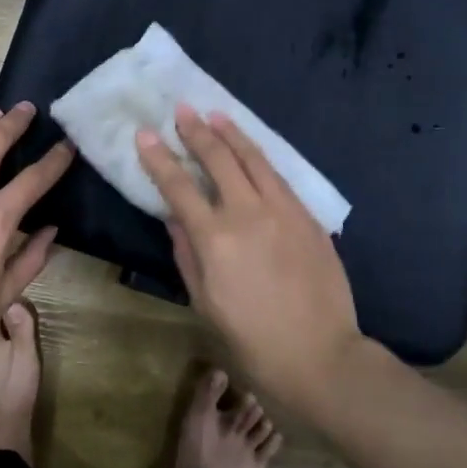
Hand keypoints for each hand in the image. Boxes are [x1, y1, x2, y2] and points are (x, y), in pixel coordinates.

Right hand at [136, 107, 363, 412]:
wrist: (321, 357)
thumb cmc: (252, 340)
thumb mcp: (204, 303)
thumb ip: (186, 255)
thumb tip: (175, 219)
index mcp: (214, 239)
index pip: (178, 187)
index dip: (159, 158)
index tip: (145, 134)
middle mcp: (248, 214)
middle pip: (218, 159)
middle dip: (196, 131)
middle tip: (182, 110)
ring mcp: (283, 211)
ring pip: (253, 159)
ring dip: (232, 133)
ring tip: (215, 115)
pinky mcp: (308, 217)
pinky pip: (279, 177)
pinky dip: (260, 157)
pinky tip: (252, 151)